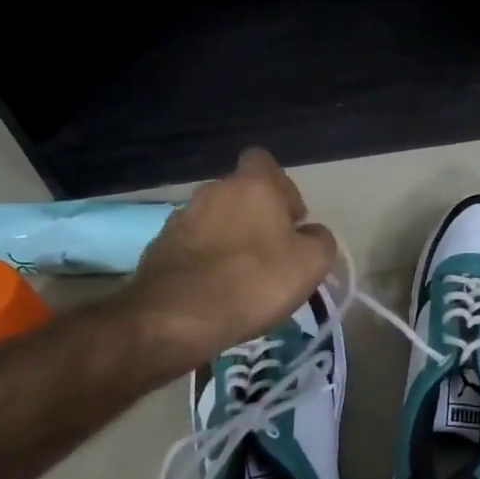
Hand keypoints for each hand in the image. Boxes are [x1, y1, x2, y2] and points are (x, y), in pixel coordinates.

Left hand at [128, 150, 337, 369]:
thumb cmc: (254, 281)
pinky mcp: (159, 248)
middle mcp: (212, 191)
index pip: (263, 161)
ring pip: (215, 221)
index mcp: (252, 185)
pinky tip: (215, 291)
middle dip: (256, 218)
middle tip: (271, 254)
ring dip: (229, 240)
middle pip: (240, 194)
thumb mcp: (311, 264)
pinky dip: (206, 261)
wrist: (177, 317)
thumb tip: (311, 234)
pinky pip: (193, 246)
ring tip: (242, 278)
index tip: (291, 220)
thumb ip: (320, 240)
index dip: (282, 188)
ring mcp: (181, 218)